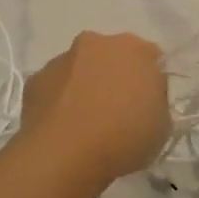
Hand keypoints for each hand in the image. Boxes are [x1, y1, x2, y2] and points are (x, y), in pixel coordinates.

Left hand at [19, 32, 171, 184]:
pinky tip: (63, 129)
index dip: (150, 82)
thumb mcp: (163, 125)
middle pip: (110, 57)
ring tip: (86, 126)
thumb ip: (155, 101)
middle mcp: (95, 43)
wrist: (66, 154)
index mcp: (133, 49)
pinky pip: (54, 88)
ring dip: (84, 87)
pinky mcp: (35, 80)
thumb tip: (141, 99)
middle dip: (114, 78)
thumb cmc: (124, 137)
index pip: (149, 57)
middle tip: (117, 113)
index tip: (147, 106)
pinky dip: (59, 102)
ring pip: (79, 70)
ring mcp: (61, 59)